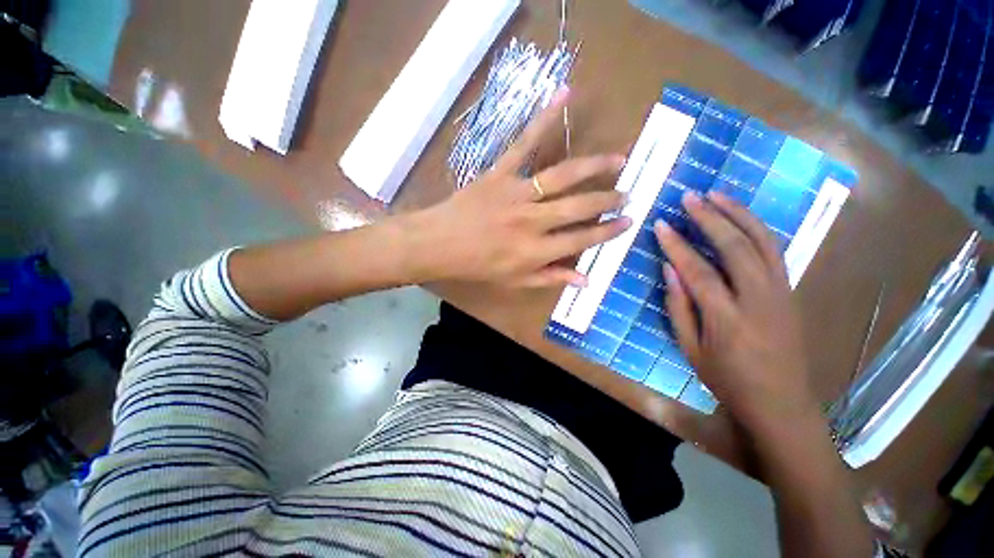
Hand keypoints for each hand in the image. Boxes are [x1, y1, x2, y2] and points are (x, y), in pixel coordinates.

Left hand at [411, 89, 631, 287]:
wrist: (439, 244)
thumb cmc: (476, 266)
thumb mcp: (514, 281)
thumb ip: (551, 278)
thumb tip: (586, 280)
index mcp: (535, 251)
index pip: (582, 239)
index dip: (608, 231)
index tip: (628, 222)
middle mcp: (532, 221)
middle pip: (579, 207)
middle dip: (608, 200)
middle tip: (627, 193)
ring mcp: (516, 194)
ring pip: (563, 175)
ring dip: (595, 166)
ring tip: (620, 159)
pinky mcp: (500, 173)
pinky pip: (524, 143)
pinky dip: (544, 119)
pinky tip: (565, 95)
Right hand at [655, 191, 817, 432]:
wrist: (782, 402)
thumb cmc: (728, 379)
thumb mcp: (690, 349)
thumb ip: (678, 307)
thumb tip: (669, 269)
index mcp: (728, 319)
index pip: (698, 271)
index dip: (677, 245)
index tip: (661, 225)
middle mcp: (760, 298)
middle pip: (735, 246)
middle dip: (710, 218)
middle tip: (690, 197)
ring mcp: (781, 292)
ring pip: (762, 241)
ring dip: (738, 213)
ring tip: (717, 194)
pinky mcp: (791, 290)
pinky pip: (774, 250)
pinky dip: (757, 228)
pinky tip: (741, 217)